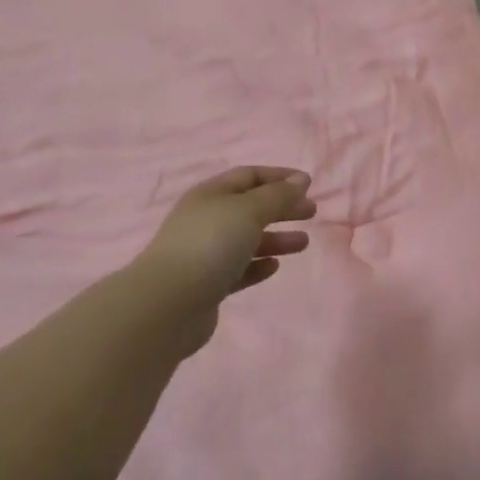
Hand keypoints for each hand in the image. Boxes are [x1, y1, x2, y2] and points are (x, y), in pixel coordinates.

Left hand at [132, 167, 316, 344]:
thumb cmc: (210, 245)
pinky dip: (257, 265)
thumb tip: (300, 180)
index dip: (279, 176)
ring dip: (276, 238)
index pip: (249, 176)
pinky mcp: (207, 285)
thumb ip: (277, 195)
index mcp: (211, 194)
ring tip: (303, 243)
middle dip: (281, 207)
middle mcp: (206, 219)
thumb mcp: (249, 211)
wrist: (168, 304)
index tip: (308, 184)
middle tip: (312, 212)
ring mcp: (204, 253)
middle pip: (250, 207)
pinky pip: (238, 269)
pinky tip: (274, 267)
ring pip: (246, 239)